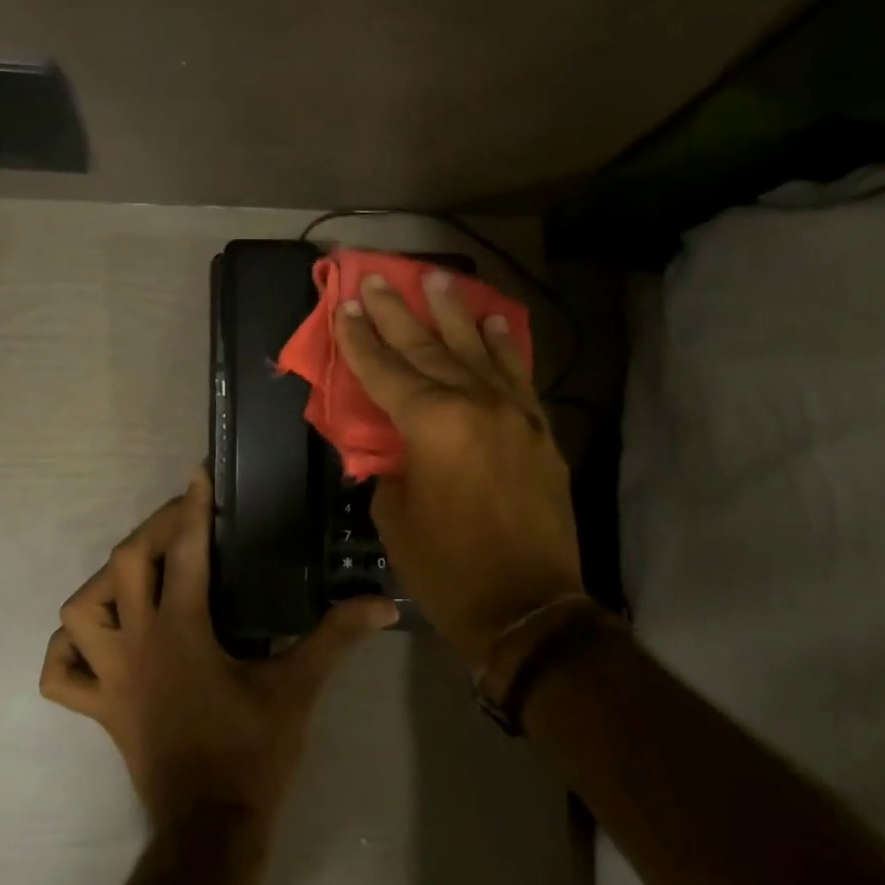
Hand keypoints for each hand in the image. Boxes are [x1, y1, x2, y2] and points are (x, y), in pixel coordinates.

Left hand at [40, 469, 398, 831]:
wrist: (211, 828)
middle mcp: (137, 644)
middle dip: (151, 530)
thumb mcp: (298, 688)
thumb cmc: (252, 752)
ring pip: (79, 613)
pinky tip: (96, 643)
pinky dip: (67, 653)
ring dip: (103, 586)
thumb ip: (337, 637)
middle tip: (181, 520)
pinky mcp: (99, 710)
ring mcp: (110, 679)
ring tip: (136, 577)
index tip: (200, 474)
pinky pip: (60, 676)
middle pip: (123, 564)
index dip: (193, 507)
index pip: (185, 551)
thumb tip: (383, 603)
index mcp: (182, 631)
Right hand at [335, 270, 583, 668]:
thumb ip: (389, 467)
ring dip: (453, 313)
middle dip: (397, 313)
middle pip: (427, 349)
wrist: (528, 607)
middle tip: (376, 277)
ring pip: (476, 350)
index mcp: (432, 424)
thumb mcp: (395, 517)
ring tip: (437, 279)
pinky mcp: (537, 430)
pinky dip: (504, 346)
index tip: (346, 305)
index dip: (360, 339)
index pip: (384, 371)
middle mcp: (474, 404)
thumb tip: (391, 446)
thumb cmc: (448, 568)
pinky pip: (517, 376)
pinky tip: (493, 321)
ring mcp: (513, 413)